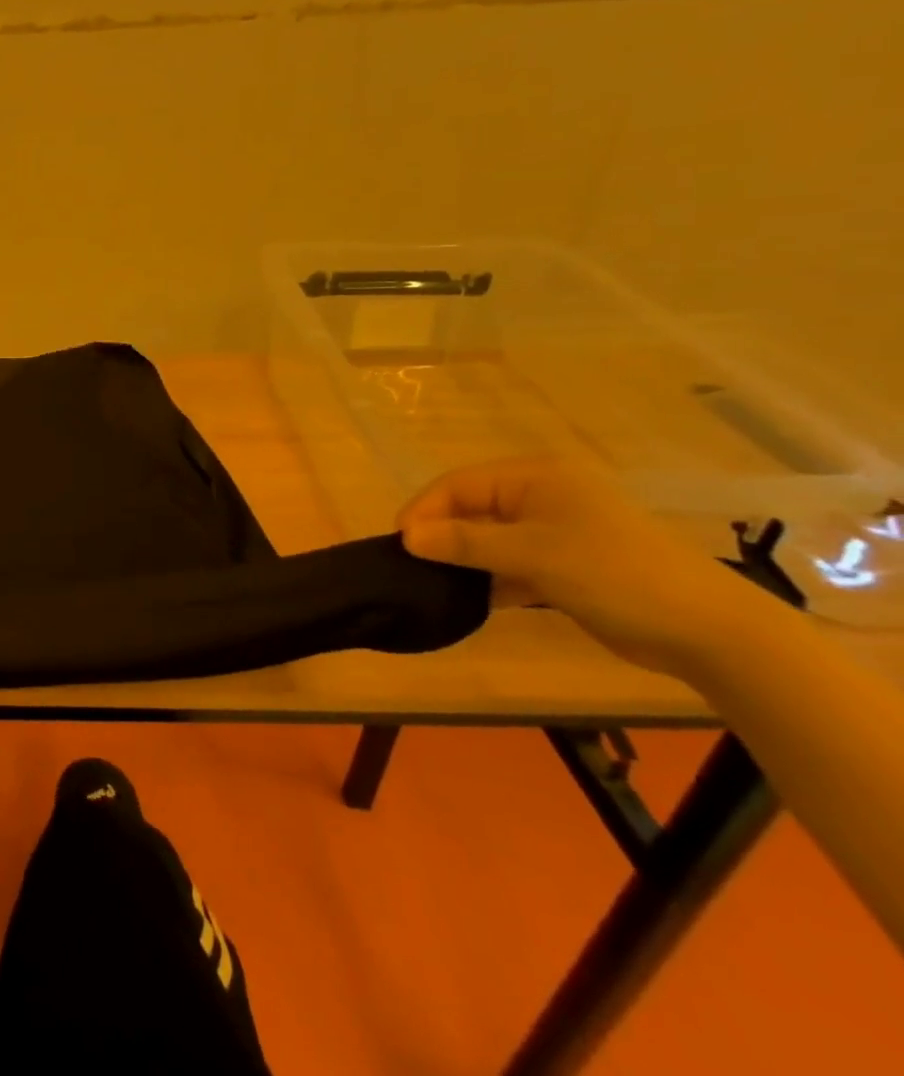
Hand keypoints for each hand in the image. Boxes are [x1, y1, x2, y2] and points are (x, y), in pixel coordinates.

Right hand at [396, 457, 763, 678]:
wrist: (709, 631)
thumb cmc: (614, 574)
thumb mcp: (532, 555)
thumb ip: (464, 543)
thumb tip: (406, 537)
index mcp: (535, 478)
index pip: (459, 484)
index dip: (424, 510)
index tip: (400, 544)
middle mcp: (542, 496)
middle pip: (471, 509)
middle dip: (441, 535)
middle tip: (414, 565)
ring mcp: (557, 531)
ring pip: (490, 538)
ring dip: (465, 559)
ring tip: (437, 583)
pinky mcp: (567, 564)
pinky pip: (512, 562)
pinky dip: (492, 578)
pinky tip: (475, 599)